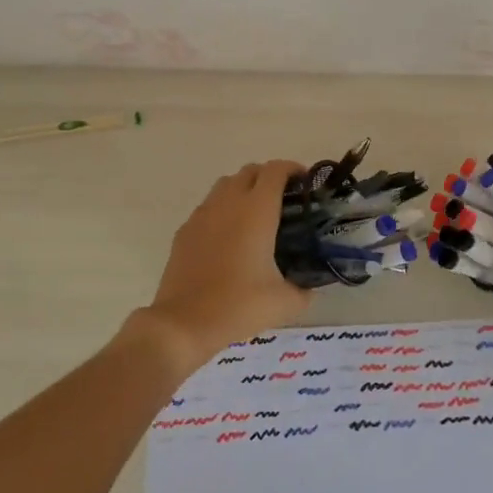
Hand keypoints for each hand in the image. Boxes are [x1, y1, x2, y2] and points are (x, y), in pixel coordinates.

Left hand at [143, 160, 310, 366]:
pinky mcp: (185, 231)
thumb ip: (304, 291)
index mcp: (256, 211)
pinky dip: (223, 209)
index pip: (276, 171)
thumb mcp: (284, 303)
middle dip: (269, 177)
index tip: (305, 181)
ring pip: (225, 185)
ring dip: (244, 189)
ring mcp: (202, 215)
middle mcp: (228, 203)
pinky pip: (208, 207)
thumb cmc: (238, 306)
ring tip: (256, 215)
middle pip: (250, 171)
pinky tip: (229, 237)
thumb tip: (309, 288)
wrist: (183, 323)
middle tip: (285, 199)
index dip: (293, 169)